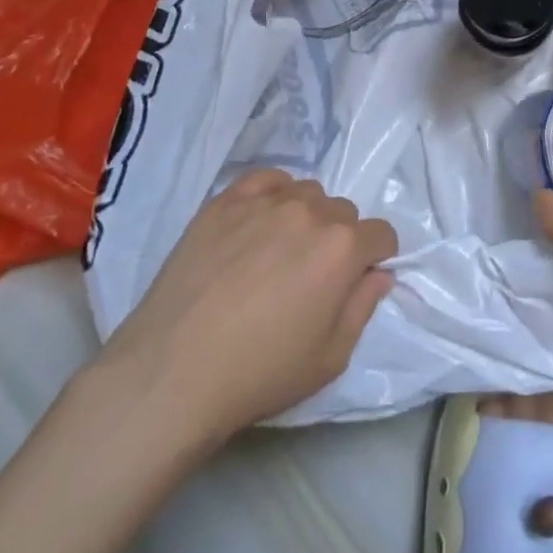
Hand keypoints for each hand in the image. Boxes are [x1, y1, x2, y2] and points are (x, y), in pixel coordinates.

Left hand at [95, 170, 397, 451]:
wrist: (171, 372)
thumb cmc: (259, 373)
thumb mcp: (329, 358)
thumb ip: (363, 308)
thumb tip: (379, 275)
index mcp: (344, 248)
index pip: (381, 234)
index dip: (375, 258)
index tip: (355, 280)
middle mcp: (312, 212)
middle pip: (344, 212)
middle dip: (339, 239)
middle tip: (310, 274)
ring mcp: (267, 202)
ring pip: (307, 193)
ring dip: (306, 216)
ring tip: (278, 251)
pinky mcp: (226, 201)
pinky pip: (267, 179)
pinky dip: (273, 193)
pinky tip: (258, 222)